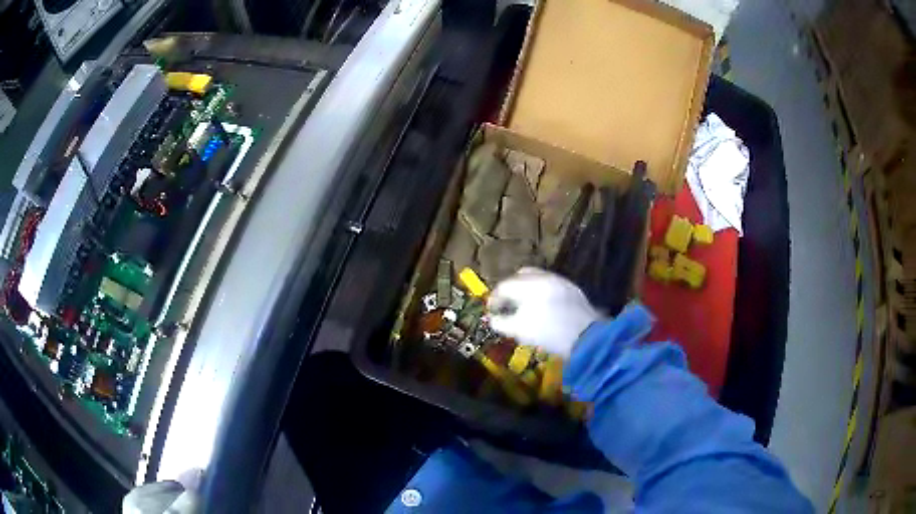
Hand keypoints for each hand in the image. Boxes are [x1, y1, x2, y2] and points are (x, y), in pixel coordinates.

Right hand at [487, 268, 602, 357]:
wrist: (587, 338)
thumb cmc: (549, 334)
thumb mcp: (519, 331)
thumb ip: (501, 322)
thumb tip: (492, 318)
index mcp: (529, 284)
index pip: (504, 285)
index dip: (494, 299)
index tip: (491, 311)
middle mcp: (544, 276)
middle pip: (520, 276)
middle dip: (510, 289)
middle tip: (506, 305)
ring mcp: (560, 281)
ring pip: (537, 279)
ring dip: (526, 289)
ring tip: (524, 307)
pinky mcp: (572, 289)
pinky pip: (551, 285)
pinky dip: (541, 293)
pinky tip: (543, 308)